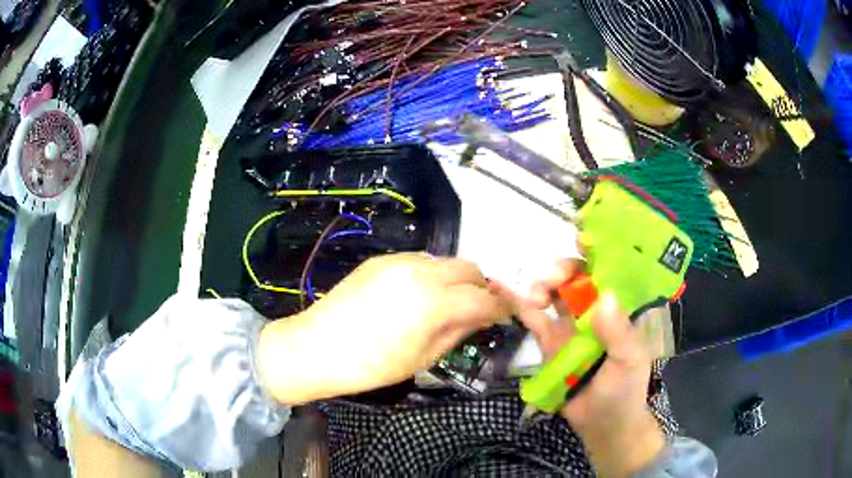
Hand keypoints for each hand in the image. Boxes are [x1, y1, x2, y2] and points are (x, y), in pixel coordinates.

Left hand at [256, 253, 514, 404]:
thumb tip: (483, 316)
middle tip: (476, 308)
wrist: (318, 347)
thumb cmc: (372, 366)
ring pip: (444, 260)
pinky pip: (419, 260)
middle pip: (469, 267)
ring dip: (454, 278)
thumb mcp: (424, 357)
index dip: (501, 306)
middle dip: (480, 286)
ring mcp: (399, 261)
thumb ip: (459, 330)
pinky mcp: (381, 259)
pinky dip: (430, 274)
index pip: (484, 297)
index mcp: (435, 302)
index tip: (506, 313)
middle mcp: (421, 271)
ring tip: (445, 302)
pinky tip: (416, 295)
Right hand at [520, 259, 665, 477]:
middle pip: (577, 275)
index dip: (595, 250)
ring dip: (542, 284)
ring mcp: (569, 324)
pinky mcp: (549, 340)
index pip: (609, 270)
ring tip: (536, 297)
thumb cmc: (624, 390)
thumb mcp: (628, 361)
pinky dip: (516, 301)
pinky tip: (499, 286)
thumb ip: (618, 333)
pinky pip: (532, 317)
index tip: (580, 237)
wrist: (601, 423)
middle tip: (550, 280)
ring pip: (554, 291)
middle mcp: (594, 310)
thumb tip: (604, 298)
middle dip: (562, 269)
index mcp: (619, 308)